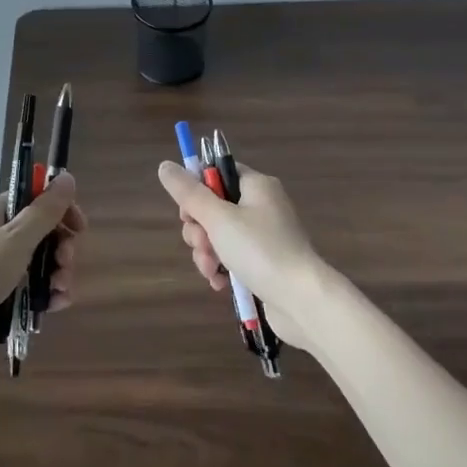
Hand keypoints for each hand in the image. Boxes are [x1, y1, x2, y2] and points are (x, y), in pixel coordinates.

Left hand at [0, 175, 85, 378]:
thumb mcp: (14, 240)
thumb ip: (44, 211)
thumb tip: (66, 176)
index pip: (38, 199)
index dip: (62, 211)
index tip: (79, 231)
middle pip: (43, 232)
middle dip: (61, 249)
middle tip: (64, 268)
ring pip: (38, 263)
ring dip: (56, 275)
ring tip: (60, 294)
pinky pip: (27, 288)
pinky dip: (43, 295)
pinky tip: (53, 308)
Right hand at [156, 160, 335, 355]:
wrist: (302, 300)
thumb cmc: (260, 250)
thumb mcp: (218, 218)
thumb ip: (189, 193)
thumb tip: (165, 165)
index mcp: (256, 185)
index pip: (218, 173)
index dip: (197, 190)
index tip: (187, 212)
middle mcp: (262, 205)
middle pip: (215, 206)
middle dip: (199, 229)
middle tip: (202, 244)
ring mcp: (265, 235)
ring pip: (219, 234)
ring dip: (207, 251)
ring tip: (211, 269)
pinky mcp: (265, 261)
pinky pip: (233, 255)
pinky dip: (221, 266)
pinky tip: (219, 282)